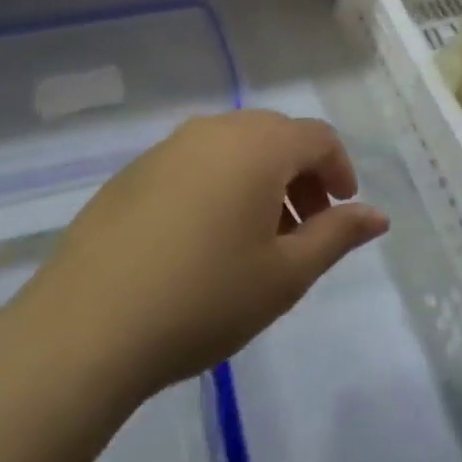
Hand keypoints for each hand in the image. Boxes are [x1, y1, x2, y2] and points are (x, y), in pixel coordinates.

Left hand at [15, 110, 388, 419]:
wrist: (84, 330)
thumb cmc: (203, 299)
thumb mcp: (285, 275)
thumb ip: (337, 236)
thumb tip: (377, 215)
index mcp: (259, 145)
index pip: (318, 137)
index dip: (340, 171)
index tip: (343, 212)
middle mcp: (214, 130)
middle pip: (276, 136)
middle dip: (301, 176)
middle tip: (305, 230)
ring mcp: (167, 148)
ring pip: (233, 147)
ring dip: (260, 180)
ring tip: (256, 238)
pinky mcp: (132, 173)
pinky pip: (194, 163)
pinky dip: (219, 185)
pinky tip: (202, 241)